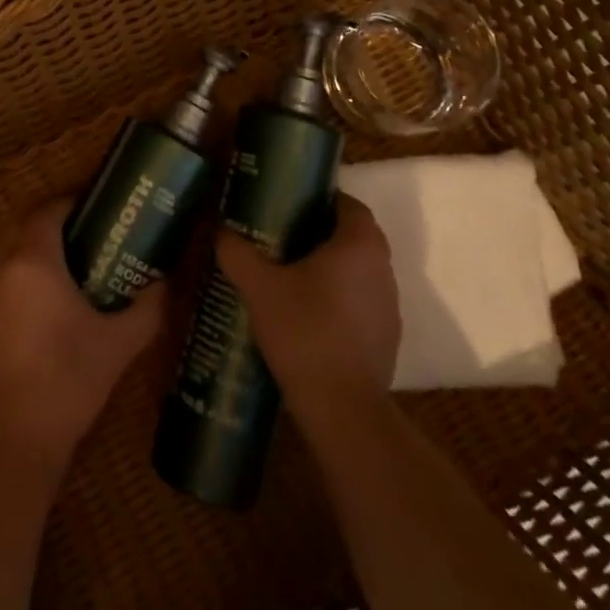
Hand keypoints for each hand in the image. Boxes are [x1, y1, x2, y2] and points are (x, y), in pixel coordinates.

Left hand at [0, 199, 163, 467]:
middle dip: (52, 229)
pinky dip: (18, 285)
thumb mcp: (118, 345)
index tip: (96, 208)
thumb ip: (146, 310)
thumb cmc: (67, 380)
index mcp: (33, 261)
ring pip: (7, 259)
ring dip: (33, 257)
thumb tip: (164, 285)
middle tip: (87, 241)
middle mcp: (0, 269)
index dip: (71, 204)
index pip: (48, 212)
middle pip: (24, 231)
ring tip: (68, 275)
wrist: (11, 441)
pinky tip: (42, 313)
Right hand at [218, 194, 399, 419]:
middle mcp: (382, 268)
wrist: (342, 408)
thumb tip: (220, 230)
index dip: (322, 200)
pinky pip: (363, 302)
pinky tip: (310, 314)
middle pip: (356, 236)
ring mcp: (389, 305)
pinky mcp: (388, 337)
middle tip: (285, 236)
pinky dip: (342, 299)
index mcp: (358, 244)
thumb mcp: (259, 287)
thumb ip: (237, 253)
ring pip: (361, 270)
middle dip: (323, 232)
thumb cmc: (304, 332)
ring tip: (293, 274)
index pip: (349, 204)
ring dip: (334, 267)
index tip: (292, 206)